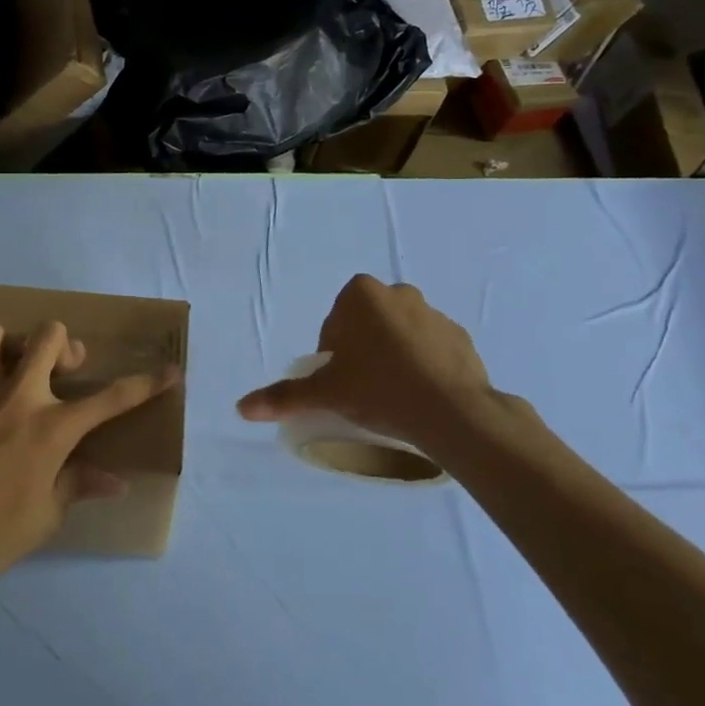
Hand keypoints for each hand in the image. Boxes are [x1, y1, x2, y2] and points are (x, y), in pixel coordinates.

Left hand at [0, 321, 180, 596]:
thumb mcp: (43, 518)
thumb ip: (77, 486)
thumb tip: (116, 480)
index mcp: (52, 428)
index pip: (112, 399)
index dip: (147, 384)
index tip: (172, 371)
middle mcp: (19, 396)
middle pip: (50, 336)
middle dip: (65, 345)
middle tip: (63, 372)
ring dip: (7, 345)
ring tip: (8, 369)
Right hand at [237, 275, 529, 450]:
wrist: (452, 412)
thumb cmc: (379, 390)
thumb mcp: (325, 393)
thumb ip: (284, 396)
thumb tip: (242, 408)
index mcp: (362, 294)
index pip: (335, 322)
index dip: (332, 353)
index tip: (338, 381)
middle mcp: (399, 293)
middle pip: (368, 324)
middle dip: (362, 350)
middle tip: (360, 388)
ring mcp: (435, 314)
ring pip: (401, 335)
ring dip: (393, 356)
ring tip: (392, 396)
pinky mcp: (462, 338)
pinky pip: (432, 349)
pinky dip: (424, 366)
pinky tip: (421, 396)